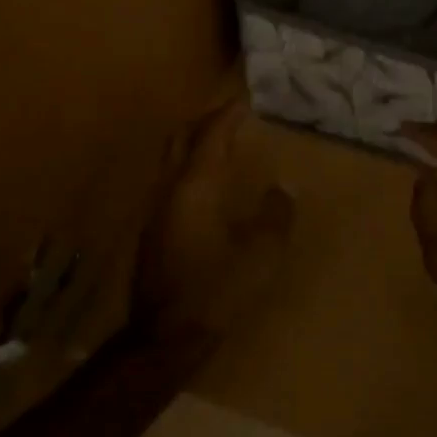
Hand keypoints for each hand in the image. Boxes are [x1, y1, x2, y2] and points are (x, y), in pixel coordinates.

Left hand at [129, 97, 293, 351]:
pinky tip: (206, 185)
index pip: (211, 136)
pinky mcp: (153, 232)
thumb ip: (275, 214)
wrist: (165, 336)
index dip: (228, 115)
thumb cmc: (217, 290)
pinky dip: (190, 168)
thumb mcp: (260, 253)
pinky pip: (171, 182)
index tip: (244, 100)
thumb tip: (284, 187)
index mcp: (196, 187)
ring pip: (172, 160)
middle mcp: (170, 190)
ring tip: (221, 143)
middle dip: (205, 121)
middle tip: (230, 116)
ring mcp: (156, 211)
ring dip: (194, 144)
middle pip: (182, 139)